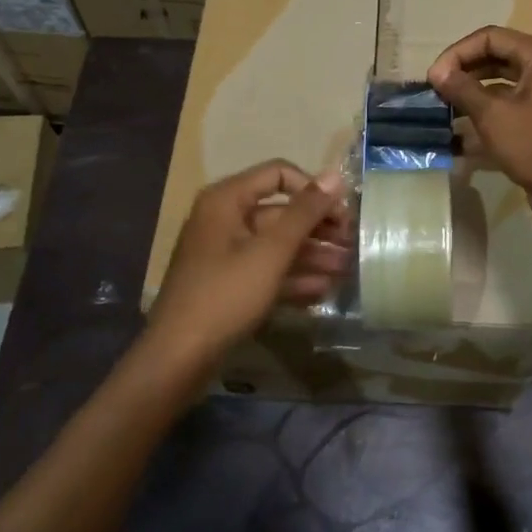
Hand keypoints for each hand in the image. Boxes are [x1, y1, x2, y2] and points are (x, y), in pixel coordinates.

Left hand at [147, 160, 348, 361]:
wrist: (178, 357)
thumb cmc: (226, 295)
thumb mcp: (271, 251)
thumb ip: (305, 212)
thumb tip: (336, 175)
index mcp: (227, 200)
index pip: (279, 174)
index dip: (313, 189)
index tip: (341, 213)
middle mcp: (225, 219)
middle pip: (281, 212)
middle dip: (318, 227)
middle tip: (353, 244)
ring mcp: (225, 253)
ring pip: (277, 244)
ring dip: (312, 254)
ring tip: (346, 268)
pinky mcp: (229, 283)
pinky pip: (267, 269)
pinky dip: (293, 276)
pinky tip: (323, 289)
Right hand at [427, 27, 531, 242]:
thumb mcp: (493, 115)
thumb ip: (463, 89)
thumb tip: (438, 72)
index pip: (490, 37)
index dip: (458, 52)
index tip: (433, 77)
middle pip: (496, 57)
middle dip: (463, 71)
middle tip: (435, 90)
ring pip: (500, 83)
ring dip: (471, 93)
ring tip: (443, 108)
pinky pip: (508, 106)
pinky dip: (484, 113)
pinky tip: (459, 132)